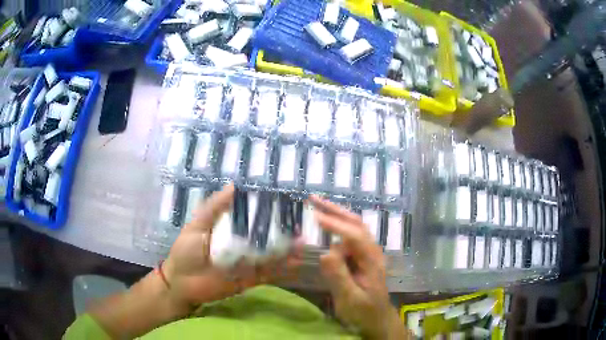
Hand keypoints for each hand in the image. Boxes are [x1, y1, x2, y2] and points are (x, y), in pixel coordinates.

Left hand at [163, 184, 301, 310]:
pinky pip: (268, 273)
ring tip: (304, 244)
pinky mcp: (249, 279)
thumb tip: (234, 186)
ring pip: (271, 255)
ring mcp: (247, 263)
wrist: (180, 282)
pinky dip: (282, 269)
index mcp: (229, 229)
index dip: (268, 212)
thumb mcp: (197, 226)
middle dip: (283, 232)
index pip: (252, 218)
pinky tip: (296, 263)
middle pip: (265, 237)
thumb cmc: (185, 251)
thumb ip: (214, 208)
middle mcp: (242, 245)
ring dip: (287, 250)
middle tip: (302, 226)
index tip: (286, 205)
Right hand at [311, 196, 407, 339]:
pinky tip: (325, 226)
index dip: (335, 224)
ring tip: (316, 207)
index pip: (354, 236)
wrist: (377, 318)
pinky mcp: (361, 257)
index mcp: (371, 261)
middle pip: (356, 224)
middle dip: (335, 210)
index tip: (315, 216)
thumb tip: (325, 253)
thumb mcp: (350, 299)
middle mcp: (371, 252)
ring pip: (353, 228)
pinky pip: (349, 238)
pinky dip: (336, 227)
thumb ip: (339, 277)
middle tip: (314, 199)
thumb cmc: (364, 311)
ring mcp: (367, 253)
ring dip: (336, 215)